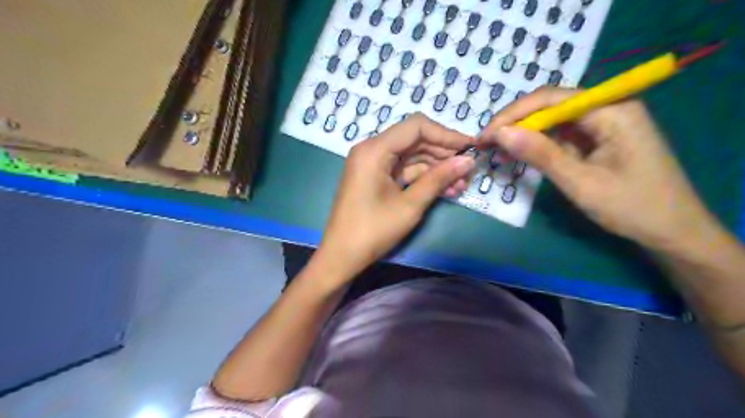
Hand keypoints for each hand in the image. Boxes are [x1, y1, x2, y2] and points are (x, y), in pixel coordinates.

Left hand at [313, 113, 473, 282]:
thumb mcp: (410, 205)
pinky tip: (445, 189)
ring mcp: (373, 164)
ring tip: (461, 184)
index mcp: (374, 150)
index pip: (416, 127)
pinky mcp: (376, 177)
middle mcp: (372, 150)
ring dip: (436, 168)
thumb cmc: (373, 231)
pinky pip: (404, 170)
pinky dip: (423, 178)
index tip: (471, 146)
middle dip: (443, 154)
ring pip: (412, 156)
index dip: (446, 134)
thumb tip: (468, 160)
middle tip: (468, 170)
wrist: (342, 256)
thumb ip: (439, 179)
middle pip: (415, 140)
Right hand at [480, 86, 711, 248]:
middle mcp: (607, 108)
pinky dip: (537, 146)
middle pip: (550, 106)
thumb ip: (540, 154)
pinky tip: (517, 154)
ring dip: (523, 135)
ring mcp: (602, 124)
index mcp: (611, 110)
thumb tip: (500, 133)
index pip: (551, 99)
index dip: (513, 115)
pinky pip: (560, 136)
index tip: (485, 135)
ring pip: (552, 121)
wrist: (671, 232)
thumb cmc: (631, 207)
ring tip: (495, 150)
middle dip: (515, 124)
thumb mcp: (580, 182)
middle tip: (485, 143)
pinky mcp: (597, 140)